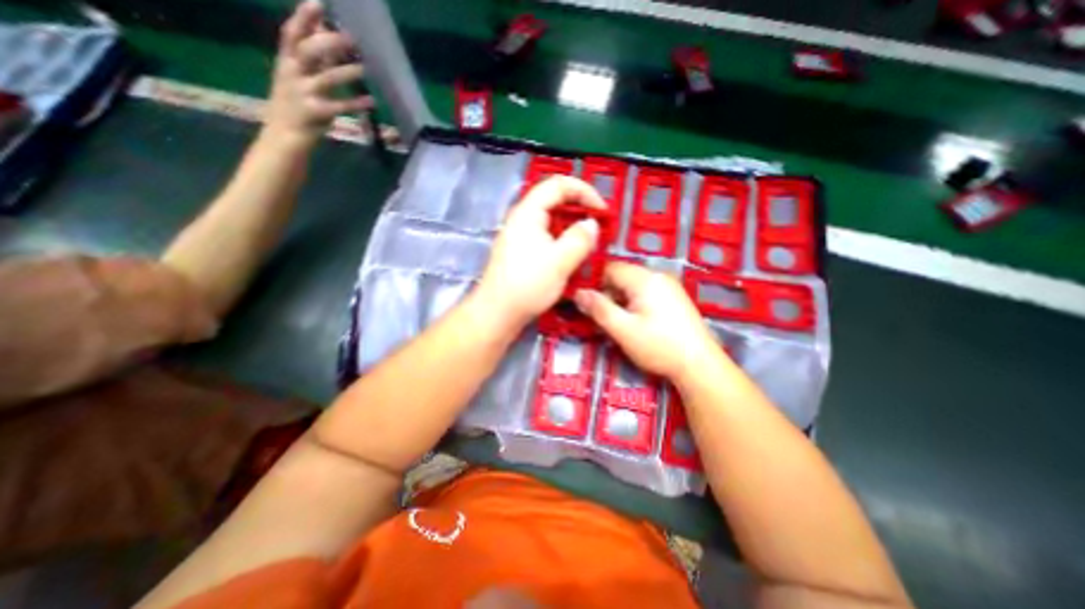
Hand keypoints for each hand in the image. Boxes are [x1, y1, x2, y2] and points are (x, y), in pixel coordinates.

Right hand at [265, 1, 373, 146]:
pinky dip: (356, 104)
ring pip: (325, 78)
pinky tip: (371, 101)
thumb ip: (311, 58)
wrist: (283, 134)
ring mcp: (303, 93)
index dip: (304, 17)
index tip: (319, 2)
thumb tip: (327, 33)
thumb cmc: (294, 103)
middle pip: (307, 51)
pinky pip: (338, 107)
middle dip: (328, 42)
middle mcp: (291, 73)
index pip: (292, 33)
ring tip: (365, 68)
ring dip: (346, 72)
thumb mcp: (296, 76)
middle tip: (351, 38)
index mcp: (286, 61)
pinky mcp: (315, 113)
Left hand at [475, 177, 605, 329]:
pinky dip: (562, 240)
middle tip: (599, 226)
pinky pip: (546, 237)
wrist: (497, 313)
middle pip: (554, 200)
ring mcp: (520, 236)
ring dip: (572, 227)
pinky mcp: (521, 252)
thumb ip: (580, 238)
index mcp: (528, 212)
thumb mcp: (560, 261)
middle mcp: (522, 219)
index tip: (602, 210)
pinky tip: (572, 255)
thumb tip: (592, 224)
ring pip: (551, 221)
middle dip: (580, 209)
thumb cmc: (527, 285)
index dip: (584, 191)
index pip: (558, 184)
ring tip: (589, 242)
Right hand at [571, 262, 722, 380]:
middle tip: (600, 317)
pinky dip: (633, 303)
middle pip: (621, 276)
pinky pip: (645, 293)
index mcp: (644, 279)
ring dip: (619, 300)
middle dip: (607, 293)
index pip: (610, 268)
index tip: (583, 300)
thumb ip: (599, 309)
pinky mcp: (673, 298)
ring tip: (616, 322)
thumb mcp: (623, 330)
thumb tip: (578, 293)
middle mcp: (657, 276)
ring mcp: (668, 286)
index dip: (594, 282)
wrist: (699, 365)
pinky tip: (634, 322)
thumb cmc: (659, 347)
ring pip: (632, 286)